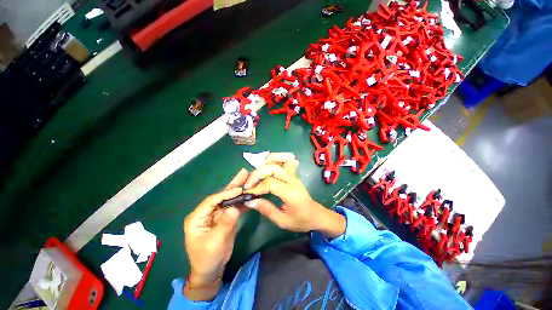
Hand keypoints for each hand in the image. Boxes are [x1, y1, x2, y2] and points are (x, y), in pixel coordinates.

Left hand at [183, 169, 248, 299]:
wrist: (211, 270)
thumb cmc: (207, 258)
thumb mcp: (215, 243)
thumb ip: (224, 224)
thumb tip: (234, 208)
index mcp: (197, 217)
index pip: (212, 200)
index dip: (226, 194)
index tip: (239, 189)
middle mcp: (207, 212)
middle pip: (221, 196)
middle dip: (233, 185)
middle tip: (244, 172)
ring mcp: (217, 214)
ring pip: (229, 199)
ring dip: (239, 190)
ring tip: (248, 178)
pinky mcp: (226, 218)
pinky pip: (235, 207)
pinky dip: (242, 201)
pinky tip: (250, 194)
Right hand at [244, 153, 345, 237]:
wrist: (316, 215)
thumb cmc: (301, 220)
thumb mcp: (283, 221)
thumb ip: (266, 210)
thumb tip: (250, 201)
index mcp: (291, 193)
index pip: (270, 183)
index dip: (257, 187)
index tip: (248, 194)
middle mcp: (293, 180)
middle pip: (273, 168)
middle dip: (257, 174)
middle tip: (249, 184)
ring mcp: (294, 175)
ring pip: (280, 159)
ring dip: (265, 163)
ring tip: (256, 174)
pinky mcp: (293, 173)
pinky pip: (285, 160)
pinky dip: (275, 159)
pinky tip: (267, 166)